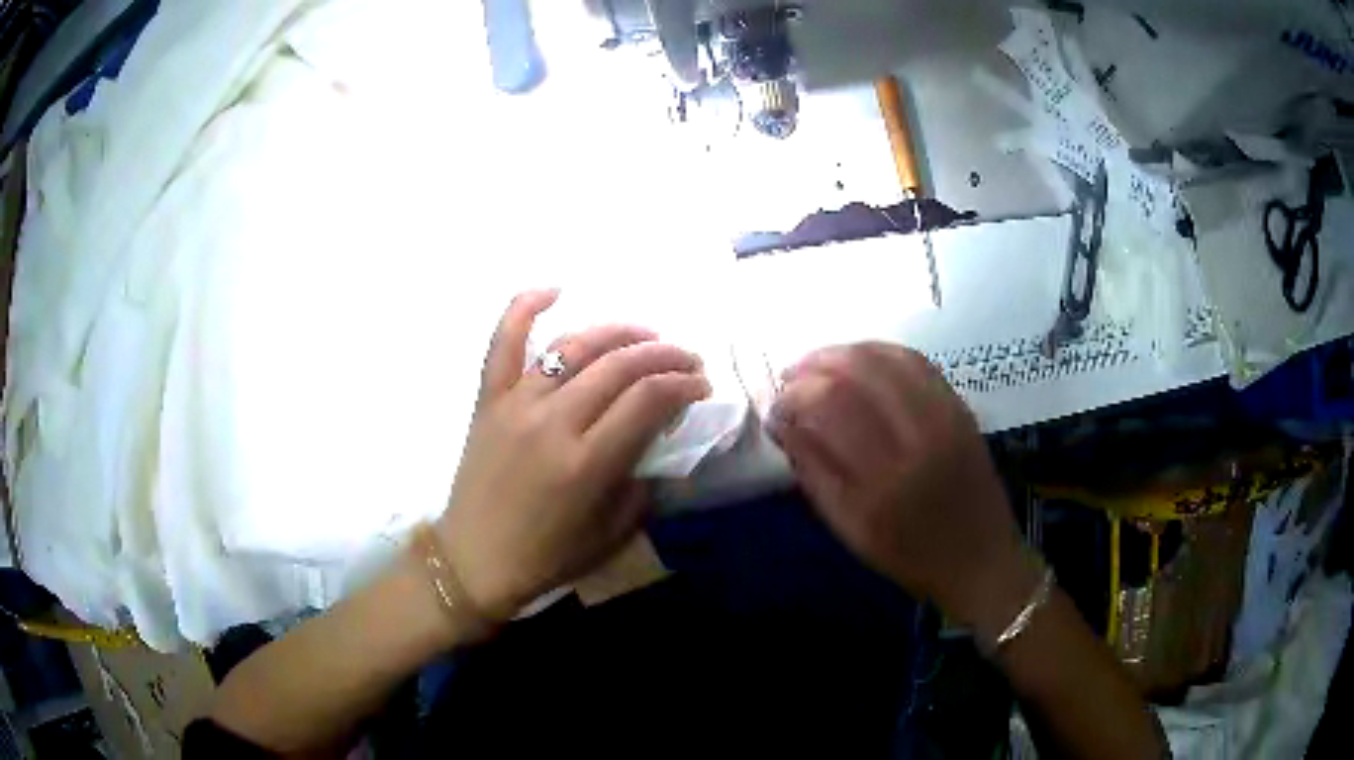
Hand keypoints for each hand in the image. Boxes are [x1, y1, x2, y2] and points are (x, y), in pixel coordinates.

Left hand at [437, 291, 710, 620]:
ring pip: (574, 347)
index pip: (648, 399)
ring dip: (618, 333)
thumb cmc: (547, 556)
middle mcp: (553, 423)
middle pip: (619, 366)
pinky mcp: (488, 400)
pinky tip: (553, 290)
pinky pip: (503, 343)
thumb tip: (656, 438)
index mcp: (587, 463)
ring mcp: (515, 404)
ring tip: (644, 336)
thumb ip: (642, 482)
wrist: (474, 559)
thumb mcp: (613, 533)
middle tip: (686, 359)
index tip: (701, 386)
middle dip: (664, 355)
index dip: (684, 384)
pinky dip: (524, 308)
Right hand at [769, 343, 1036, 633]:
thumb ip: (813, 474)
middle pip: (857, 371)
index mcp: (883, 480)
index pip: (828, 408)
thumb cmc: (910, 556)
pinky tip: (861, 362)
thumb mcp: (851, 531)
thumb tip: (783, 425)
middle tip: (791, 377)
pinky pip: (917, 362)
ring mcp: (945, 416)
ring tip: (819, 364)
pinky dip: (882, 353)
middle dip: (814, 365)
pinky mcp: (961, 408)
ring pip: (888, 357)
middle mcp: (917, 437)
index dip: (793, 398)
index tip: (776, 409)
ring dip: (845, 352)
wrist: (980, 559)